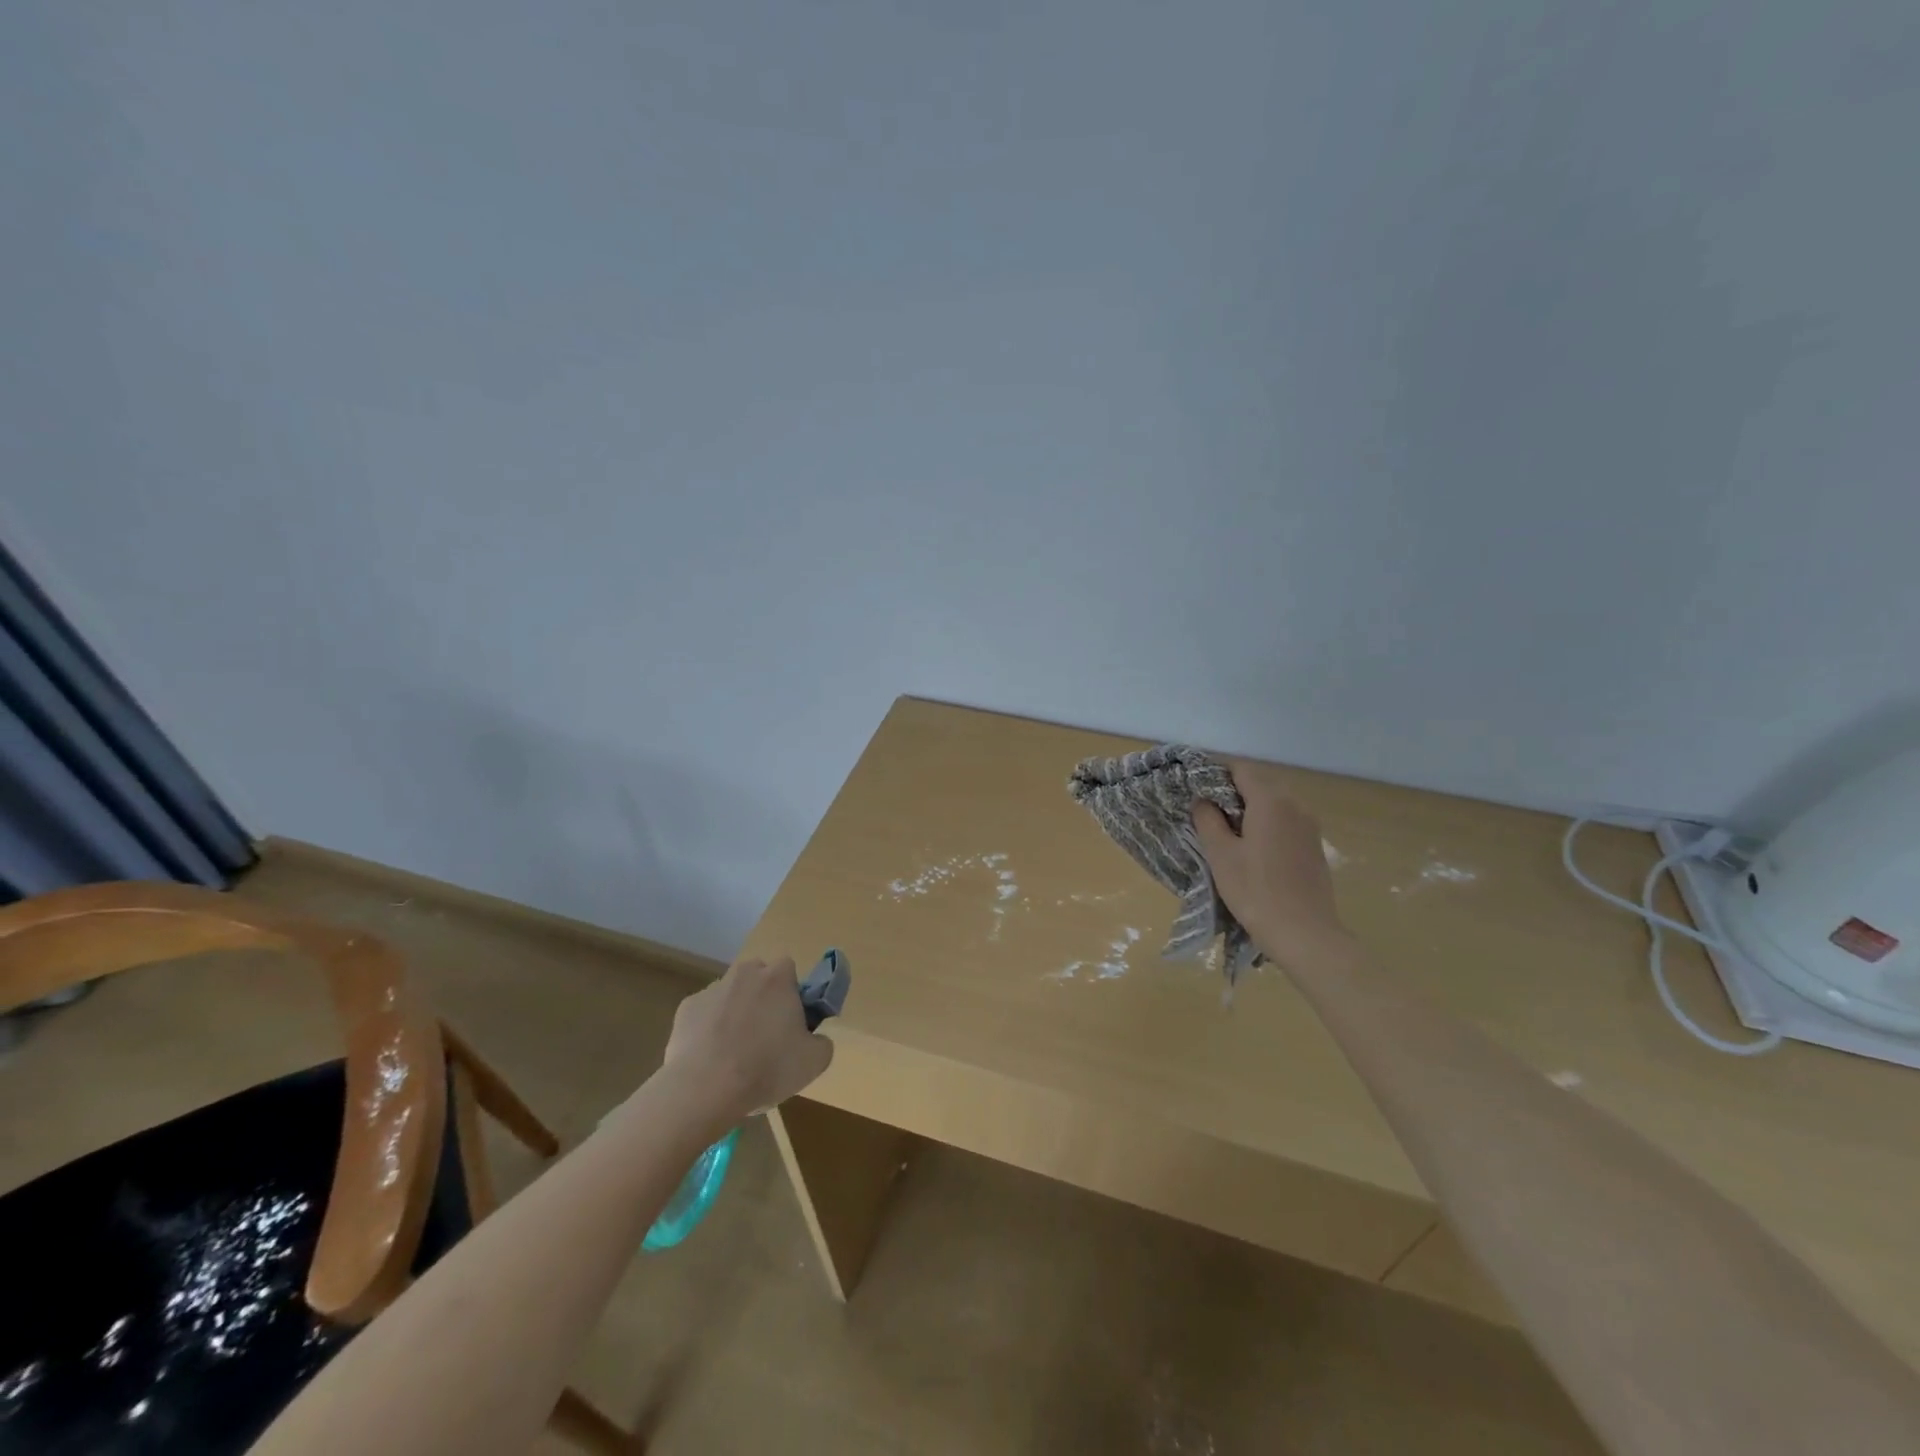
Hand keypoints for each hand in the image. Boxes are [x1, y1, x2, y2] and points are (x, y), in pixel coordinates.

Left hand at [662, 956, 833, 1123]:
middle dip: (762, 998)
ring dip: (734, 1013)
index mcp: (778, 977)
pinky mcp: (686, 1008)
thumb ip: (822, 1041)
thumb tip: (814, 1038)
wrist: (704, 1089)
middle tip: (765, 1035)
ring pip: (730, 995)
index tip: (791, 1020)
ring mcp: (712, 989)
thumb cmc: (767, 1068)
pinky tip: (710, 1058)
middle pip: (757, 977)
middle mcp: (745, 973)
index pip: (789, 969)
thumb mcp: (815, 1061)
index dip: (791, 993)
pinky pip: (704, 1014)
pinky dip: (708, 1029)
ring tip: (734, 1053)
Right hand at [1192, 760, 1353, 970]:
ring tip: (1226, 831)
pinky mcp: (1314, 846)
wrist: (1305, 934)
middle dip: (1232, 790)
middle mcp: (1295, 805)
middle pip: (1260, 783)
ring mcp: (1310, 826)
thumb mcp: (1220, 855)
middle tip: (1206, 810)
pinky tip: (1252, 848)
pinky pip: (1286, 821)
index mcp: (1271, 801)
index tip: (1195, 786)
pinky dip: (1266, 823)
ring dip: (1250, 808)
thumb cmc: (1256, 891)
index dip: (1216, 772)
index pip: (1241, 769)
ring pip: (1274, 803)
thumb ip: (1208, 819)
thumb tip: (1203, 800)